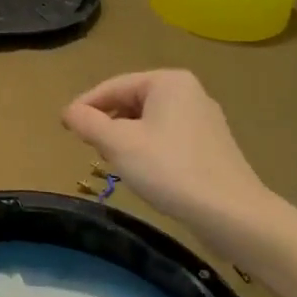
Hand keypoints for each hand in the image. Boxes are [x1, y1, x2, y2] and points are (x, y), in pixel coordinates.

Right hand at [63, 70, 283, 235]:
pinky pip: (167, 136)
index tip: (65, 127)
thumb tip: (69, 112)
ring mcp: (203, 119)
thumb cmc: (170, 170)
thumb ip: (88, 123)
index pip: (113, 86)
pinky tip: (142, 171)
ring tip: (113, 161)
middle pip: (131, 101)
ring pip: (148, 121)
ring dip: (125, 138)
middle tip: (90, 148)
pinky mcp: (211, 145)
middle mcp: (188, 92)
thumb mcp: (118, 144)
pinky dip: (147, 148)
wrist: (231, 214)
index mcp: (167, 81)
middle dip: (107, 123)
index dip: (85, 106)